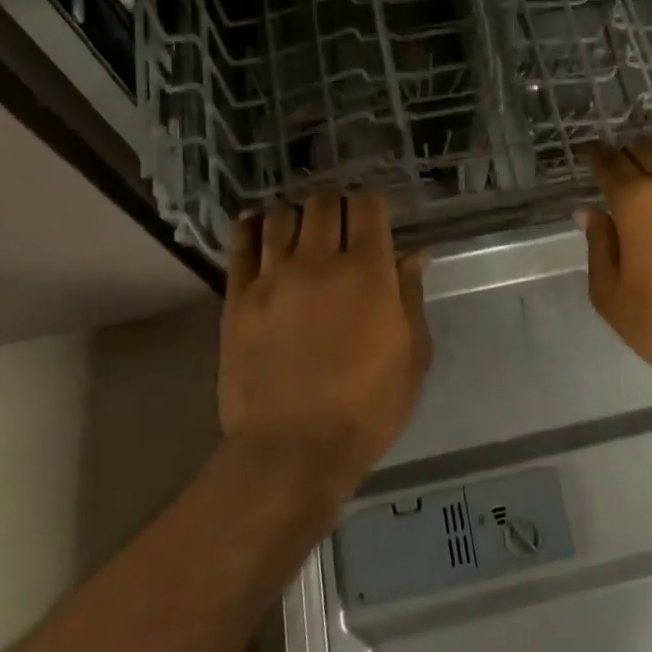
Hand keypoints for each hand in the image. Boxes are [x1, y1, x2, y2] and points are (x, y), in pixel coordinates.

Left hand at [219, 191, 430, 494]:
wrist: (293, 449)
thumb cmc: (366, 407)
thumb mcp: (411, 355)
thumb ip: (410, 296)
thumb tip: (412, 254)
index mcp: (368, 271)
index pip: (367, 206)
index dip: (371, 205)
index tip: (373, 220)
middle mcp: (320, 261)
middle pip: (323, 203)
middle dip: (336, 206)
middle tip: (340, 228)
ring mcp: (274, 276)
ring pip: (282, 216)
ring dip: (297, 217)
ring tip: (302, 234)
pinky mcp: (238, 297)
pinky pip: (242, 244)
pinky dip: (253, 227)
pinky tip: (260, 229)